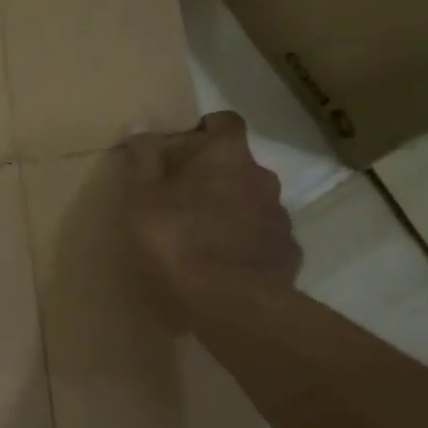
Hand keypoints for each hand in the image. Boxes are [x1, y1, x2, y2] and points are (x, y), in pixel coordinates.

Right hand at [125, 112, 301, 296]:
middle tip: (181, 199)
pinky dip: (244, 245)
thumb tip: (140, 125)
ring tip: (201, 238)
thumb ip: (142, 159)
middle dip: (214, 176)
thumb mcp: (141, 199)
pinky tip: (223, 266)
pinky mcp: (288, 254)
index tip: (183, 147)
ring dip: (230, 211)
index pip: (225, 122)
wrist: (231, 305)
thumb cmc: (177, 241)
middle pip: (238, 165)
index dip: (205, 130)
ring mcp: (280, 217)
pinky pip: (263, 239)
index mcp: (227, 156)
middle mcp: (262, 178)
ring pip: (252, 203)